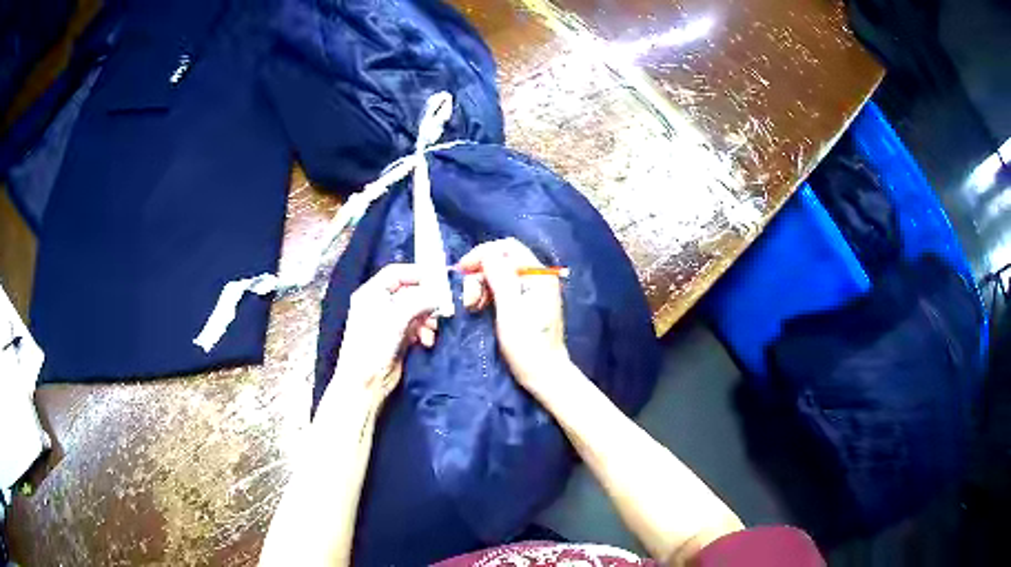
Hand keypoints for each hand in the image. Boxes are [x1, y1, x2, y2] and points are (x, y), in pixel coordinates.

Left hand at [330, 264, 438, 405]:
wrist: (365, 382)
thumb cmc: (374, 345)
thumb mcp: (396, 317)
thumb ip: (418, 301)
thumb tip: (438, 295)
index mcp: (371, 293)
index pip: (395, 273)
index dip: (416, 273)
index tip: (438, 279)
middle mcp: (379, 304)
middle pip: (408, 291)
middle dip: (426, 300)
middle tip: (442, 307)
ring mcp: (388, 322)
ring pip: (415, 310)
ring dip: (427, 318)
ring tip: (432, 330)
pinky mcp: (397, 338)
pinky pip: (416, 327)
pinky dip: (424, 331)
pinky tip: (427, 341)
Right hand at [458, 238, 568, 391]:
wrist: (545, 374)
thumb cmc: (527, 345)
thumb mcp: (509, 310)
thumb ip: (500, 278)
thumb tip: (487, 253)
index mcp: (539, 275)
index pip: (507, 248)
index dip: (482, 254)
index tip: (461, 271)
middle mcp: (539, 276)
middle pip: (503, 259)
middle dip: (480, 273)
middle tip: (469, 299)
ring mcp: (535, 289)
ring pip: (500, 273)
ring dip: (482, 285)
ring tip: (473, 307)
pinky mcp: (529, 301)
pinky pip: (504, 287)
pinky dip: (489, 294)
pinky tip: (480, 309)